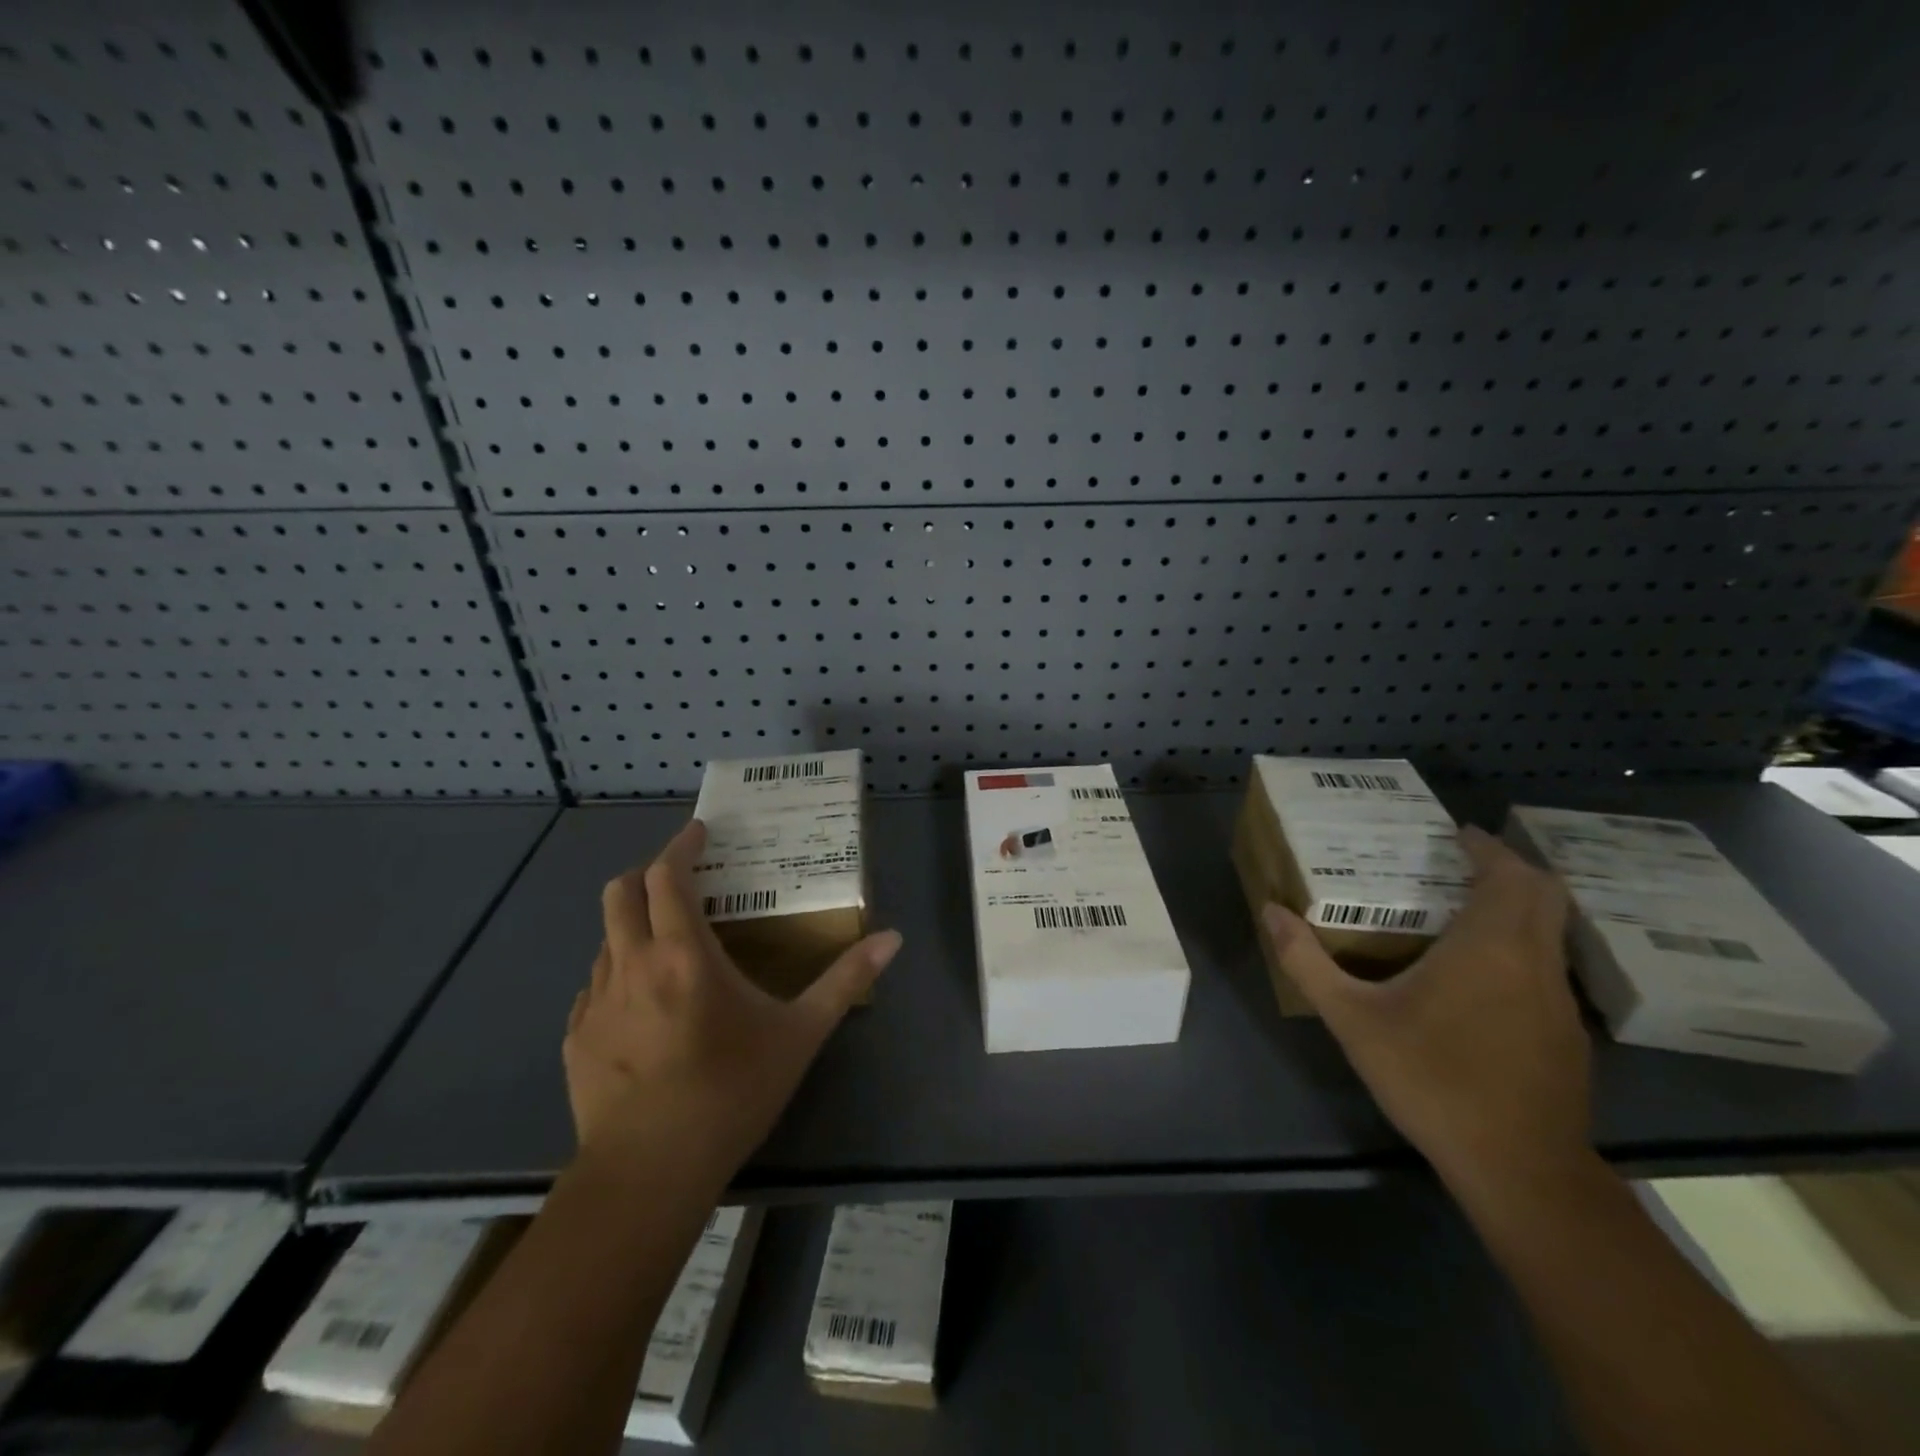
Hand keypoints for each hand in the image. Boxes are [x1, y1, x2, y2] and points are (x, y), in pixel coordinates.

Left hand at [563, 818, 902, 1175]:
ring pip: (606, 938)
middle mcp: (631, 964)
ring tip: (667, 942)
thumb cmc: (731, 1092)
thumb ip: (846, 980)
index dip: (681, 844)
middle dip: (648, 872)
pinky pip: (594, 985)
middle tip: (680, 876)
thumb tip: (893, 938)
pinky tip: (642, 1003)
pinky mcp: (575, 1037)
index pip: (668, 875)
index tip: (699, 831)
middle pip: (621, 892)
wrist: (649, 1173)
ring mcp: (595, 1001)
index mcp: (684, 954)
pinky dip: (618, 973)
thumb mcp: (800, 1034)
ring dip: (634, 924)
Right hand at [1262, 825, 1590, 1197]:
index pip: (1509, 875)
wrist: (1519, 1169)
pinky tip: (1479, 977)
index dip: (1487, 848)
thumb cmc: (1433, 1080)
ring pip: (1550, 932)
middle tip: (1459, 863)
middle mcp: (1534, 962)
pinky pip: (1546, 967)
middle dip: (1508, 869)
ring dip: (1517, 908)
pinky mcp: (1566, 1035)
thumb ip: (1308, 962)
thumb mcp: (1353, 1020)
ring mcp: (1559, 1001)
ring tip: (1462, 911)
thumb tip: (1270, 912)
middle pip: (1543, 894)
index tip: (1457, 834)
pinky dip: (1520, 948)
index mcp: (1490, 947)